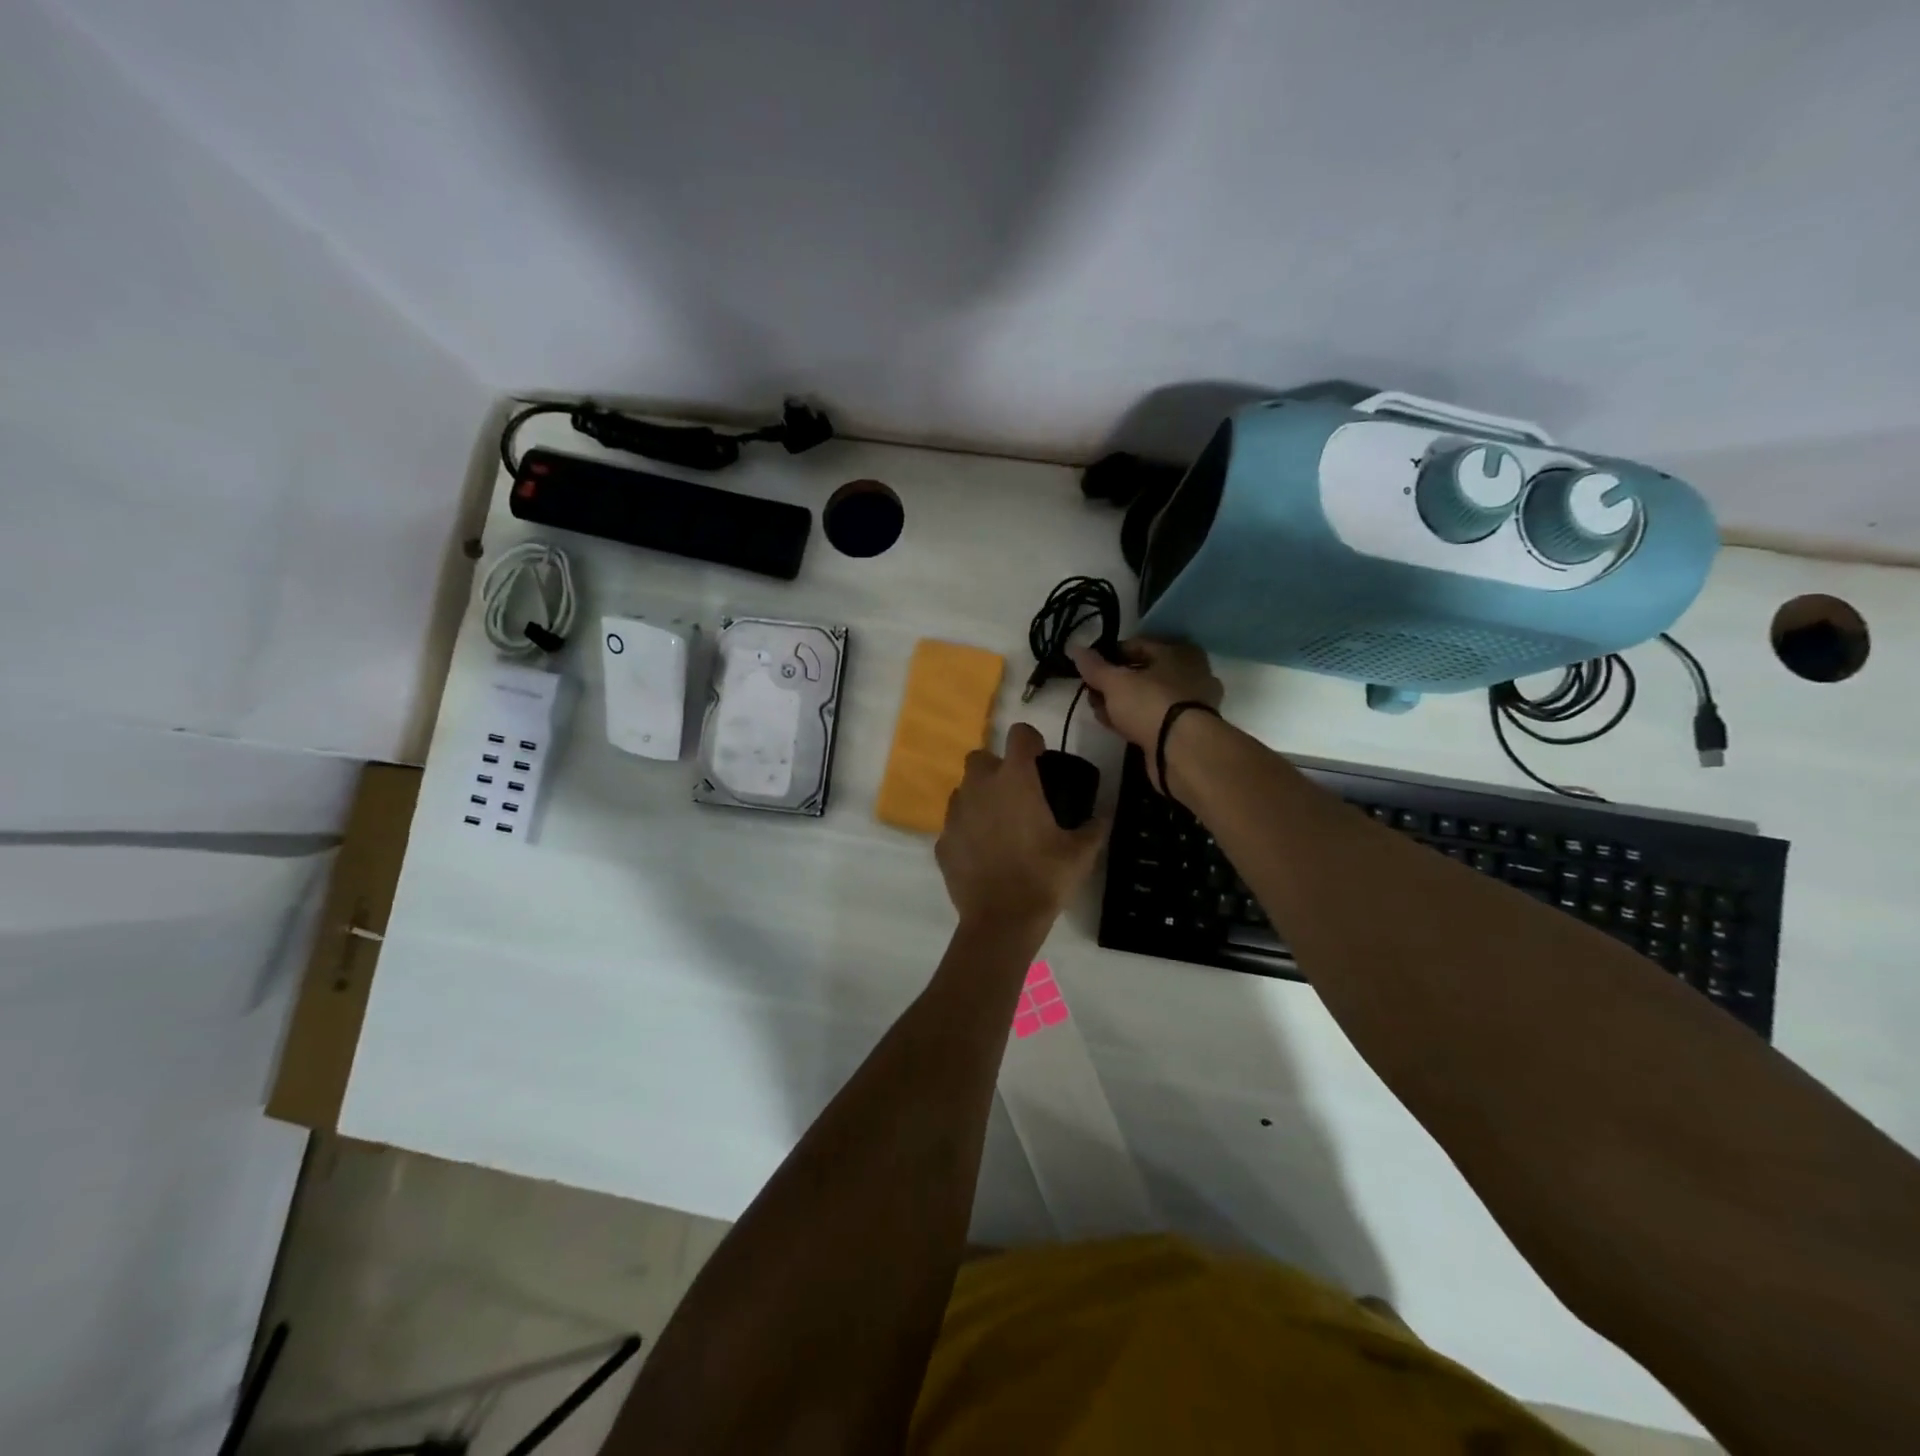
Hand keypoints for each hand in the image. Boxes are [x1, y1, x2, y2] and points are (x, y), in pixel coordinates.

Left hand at [936, 722, 1103, 931]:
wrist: (1001, 921)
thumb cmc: (1044, 877)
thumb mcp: (1081, 852)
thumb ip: (1094, 826)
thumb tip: (1102, 815)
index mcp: (1015, 780)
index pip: (1020, 734)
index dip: (1032, 741)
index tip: (1041, 760)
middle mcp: (980, 787)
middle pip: (981, 757)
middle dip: (996, 768)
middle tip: (1017, 794)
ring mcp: (955, 814)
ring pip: (963, 790)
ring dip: (979, 798)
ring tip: (999, 825)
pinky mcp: (942, 841)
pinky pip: (954, 824)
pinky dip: (967, 831)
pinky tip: (982, 853)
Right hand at [1068, 639, 1223, 785]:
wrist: (1181, 750)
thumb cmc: (1150, 703)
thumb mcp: (1115, 682)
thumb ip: (1094, 666)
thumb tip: (1075, 648)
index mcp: (1179, 652)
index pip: (1138, 645)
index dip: (1110, 655)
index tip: (1089, 668)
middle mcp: (1191, 673)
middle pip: (1143, 673)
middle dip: (1114, 683)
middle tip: (1092, 692)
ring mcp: (1191, 704)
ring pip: (1148, 697)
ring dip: (1122, 703)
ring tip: (1098, 710)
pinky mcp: (1185, 730)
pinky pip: (1153, 717)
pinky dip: (1134, 719)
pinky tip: (1115, 725)